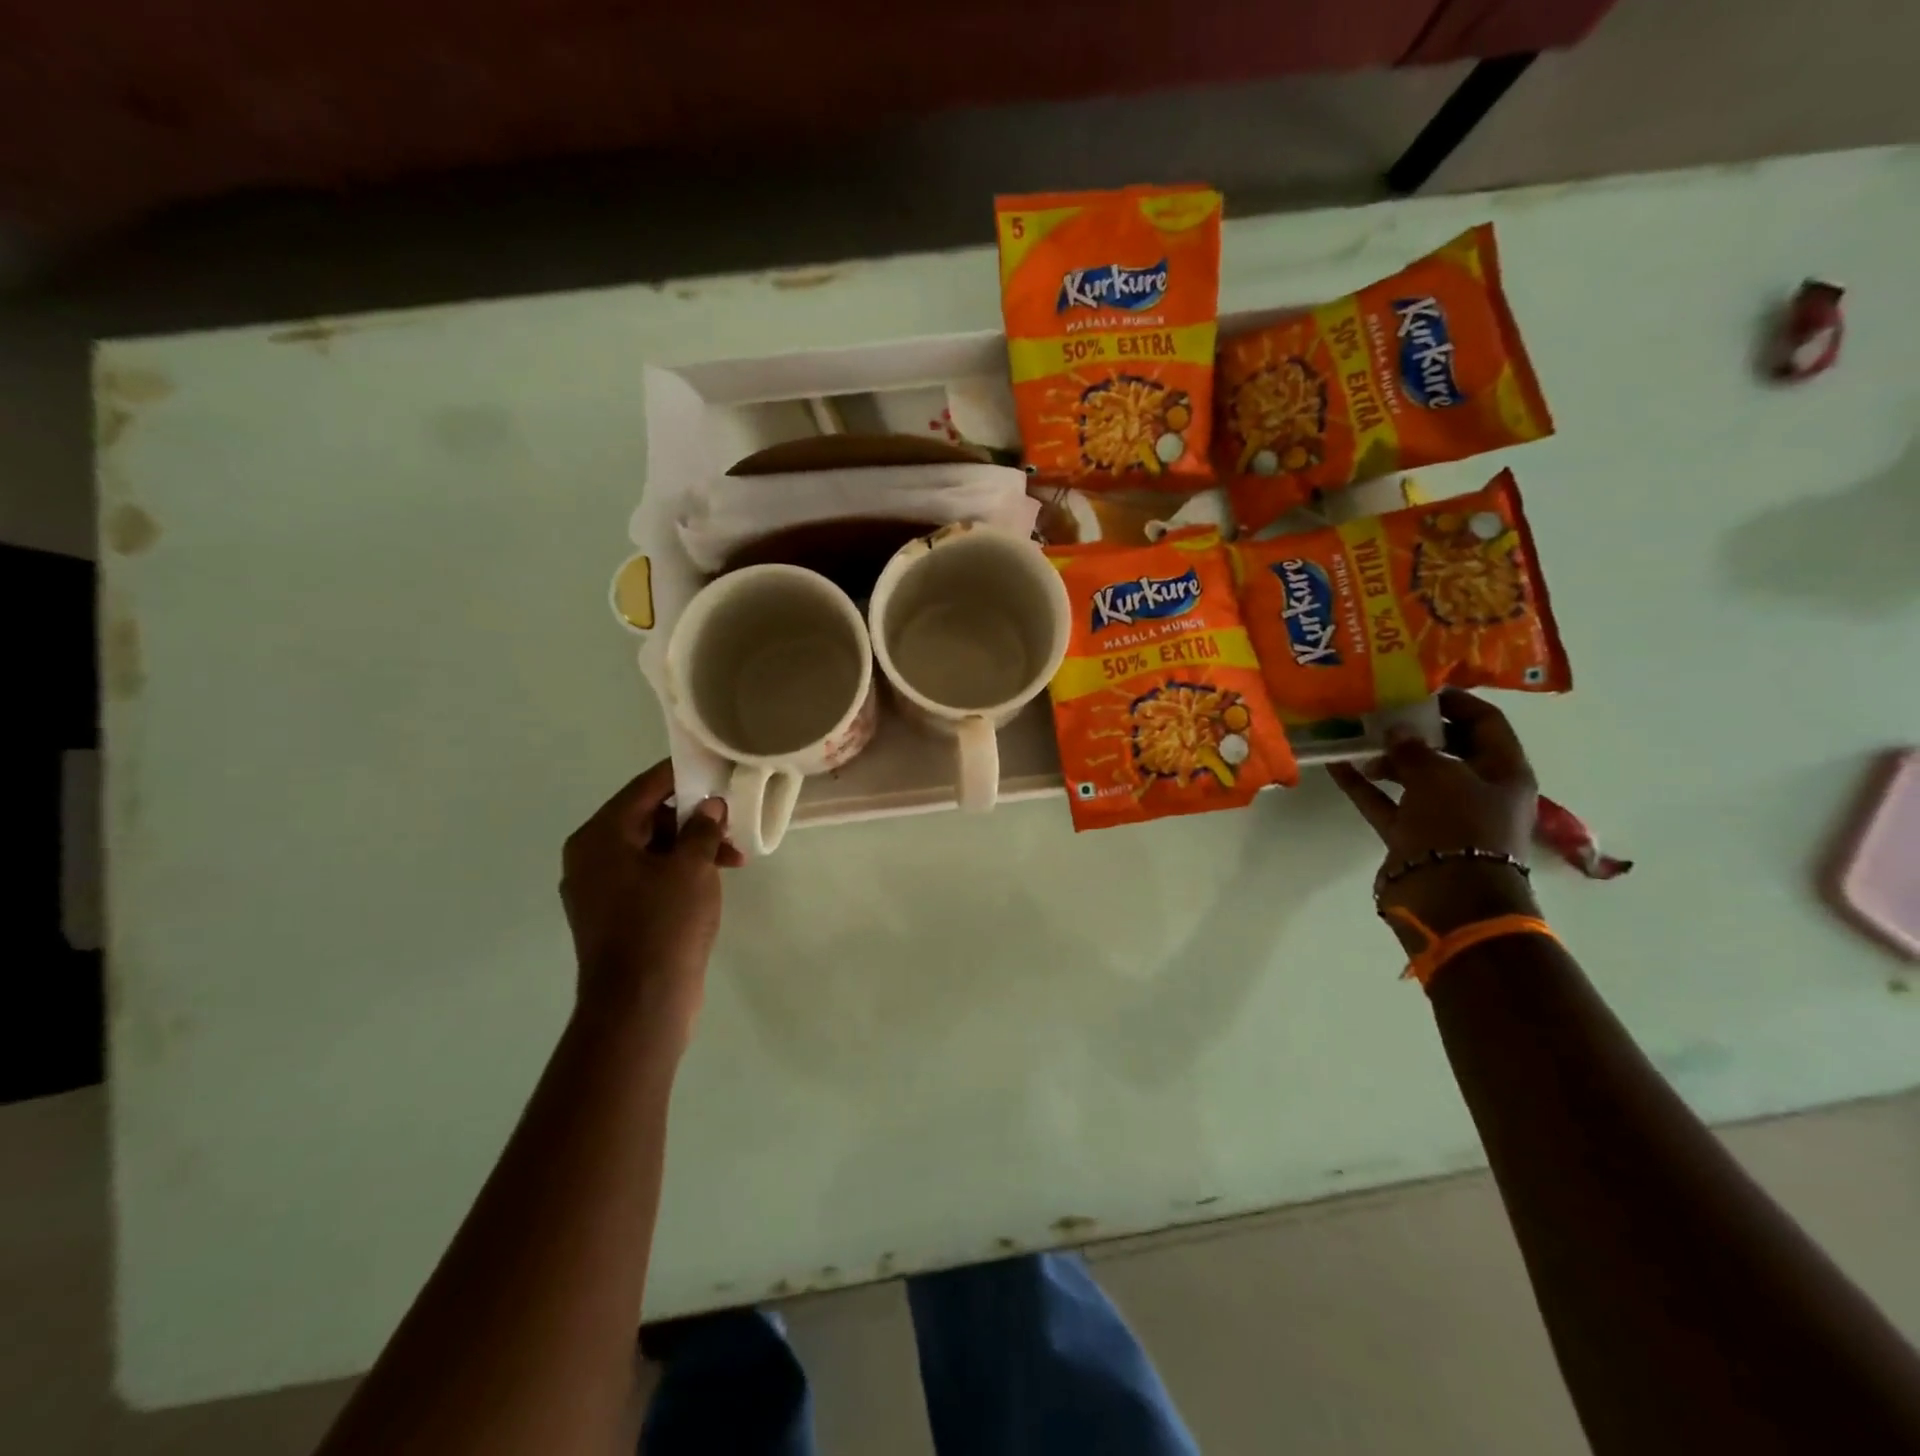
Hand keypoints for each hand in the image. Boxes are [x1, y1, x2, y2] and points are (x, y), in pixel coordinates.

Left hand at [560, 761, 744, 1049]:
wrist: (640, 1004)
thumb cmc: (663, 924)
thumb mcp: (692, 867)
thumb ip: (702, 828)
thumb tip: (709, 806)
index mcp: (600, 836)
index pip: (644, 788)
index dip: (681, 775)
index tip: (714, 767)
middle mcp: (590, 857)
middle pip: (647, 818)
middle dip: (693, 818)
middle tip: (731, 823)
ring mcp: (599, 889)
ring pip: (651, 849)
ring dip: (691, 847)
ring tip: (734, 859)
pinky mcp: (613, 915)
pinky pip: (647, 876)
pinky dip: (678, 871)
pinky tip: (711, 880)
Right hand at [1329, 690, 1539, 949]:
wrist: (1448, 898)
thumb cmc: (1459, 827)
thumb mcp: (1439, 775)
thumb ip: (1414, 748)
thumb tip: (1397, 731)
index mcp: (1504, 772)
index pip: (1485, 722)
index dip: (1455, 701)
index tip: (1417, 687)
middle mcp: (1478, 791)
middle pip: (1448, 749)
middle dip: (1416, 729)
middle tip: (1382, 711)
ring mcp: (1444, 815)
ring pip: (1414, 776)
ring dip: (1387, 757)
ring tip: (1356, 737)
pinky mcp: (1413, 836)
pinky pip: (1386, 802)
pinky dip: (1364, 786)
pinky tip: (1337, 765)